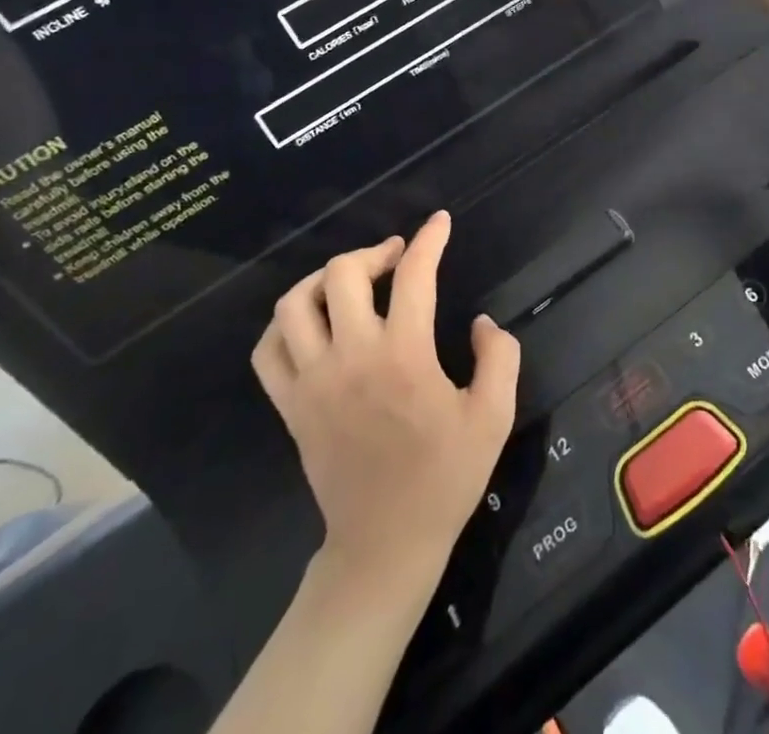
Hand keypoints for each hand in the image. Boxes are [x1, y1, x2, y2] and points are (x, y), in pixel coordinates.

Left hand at [251, 211, 520, 586]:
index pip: (413, 275)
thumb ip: (500, 358)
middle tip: (396, 258)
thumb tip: (483, 323)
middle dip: (373, 252)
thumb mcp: (494, 418)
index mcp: (404, 357)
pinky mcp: (290, 407)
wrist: (385, 545)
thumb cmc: (445, 479)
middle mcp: (352, 358)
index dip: (429, 240)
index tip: (439, 223)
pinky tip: (310, 321)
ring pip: (295, 305)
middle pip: (343, 275)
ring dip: (324, 279)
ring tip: (350, 282)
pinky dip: (284, 324)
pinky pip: (268, 351)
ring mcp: (313, 383)